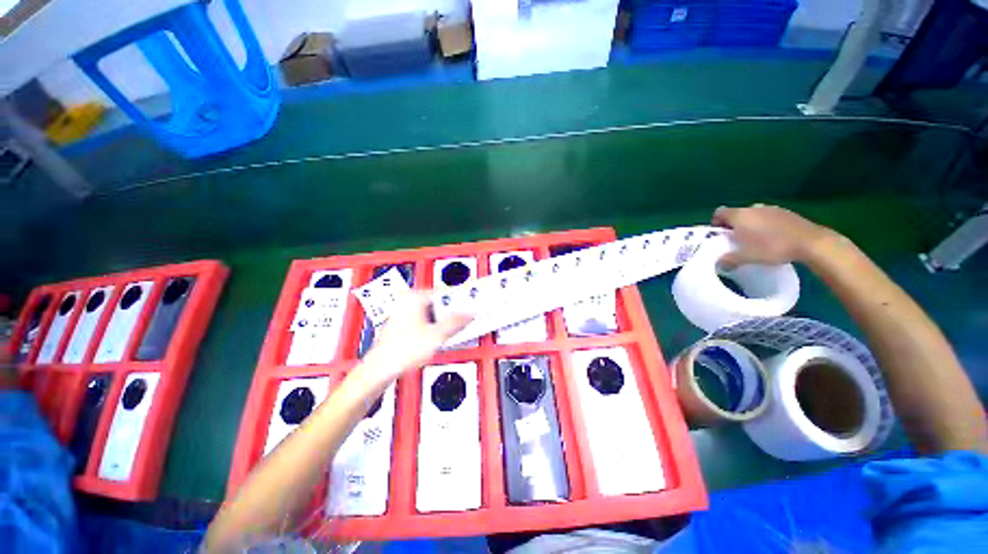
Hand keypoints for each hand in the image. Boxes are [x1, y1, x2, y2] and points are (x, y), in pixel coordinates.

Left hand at [364, 292, 472, 380]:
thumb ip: (456, 322)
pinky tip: (442, 334)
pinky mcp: (404, 322)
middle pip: (440, 302)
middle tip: (466, 318)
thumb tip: (470, 313)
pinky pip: (427, 318)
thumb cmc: (402, 350)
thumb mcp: (437, 335)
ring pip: (434, 311)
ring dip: (445, 319)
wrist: (381, 369)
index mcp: (415, 297)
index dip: (461, 300)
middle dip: (453, 311)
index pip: (445, 292)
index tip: (472, 305)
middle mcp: (409, 300)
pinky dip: (436, 324)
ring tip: (456, 328)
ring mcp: (405, 311)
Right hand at [712, 204, 836, 267]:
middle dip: (734, 225)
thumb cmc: (772, 247)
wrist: (810, 243)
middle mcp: (753, 208)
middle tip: (737, 240)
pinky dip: (766, 225)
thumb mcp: (746, 257)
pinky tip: (773, 238)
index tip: (721, 235)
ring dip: (751, 225)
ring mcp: (772, 208)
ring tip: (756, 240)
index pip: (719, 213)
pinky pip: (769, 217)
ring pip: (754, 215)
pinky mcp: (787, 212)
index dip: (716, 223)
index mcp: (739, 215)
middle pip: (737, 214)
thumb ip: (729, 259)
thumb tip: (719, 263)